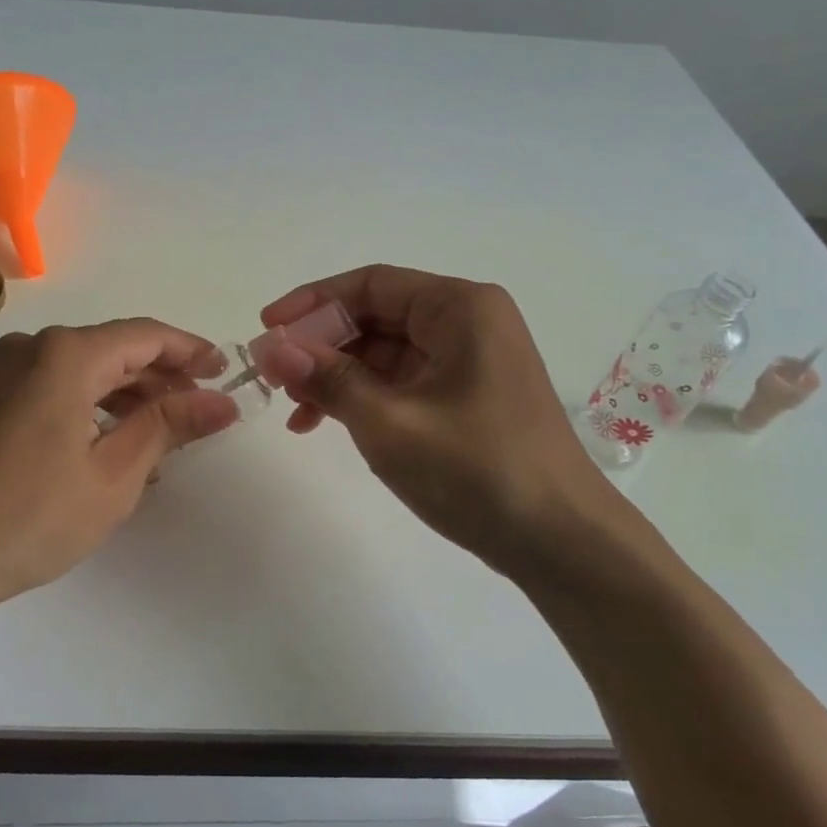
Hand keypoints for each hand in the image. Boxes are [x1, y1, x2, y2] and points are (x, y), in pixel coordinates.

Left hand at [0, 320, 239, 617]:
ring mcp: (0, 375)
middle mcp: (31, 349)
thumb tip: (221, 402)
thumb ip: (169, 428)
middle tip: (202, 410)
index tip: (226, 373)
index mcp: (65, 355)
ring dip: (127, 397)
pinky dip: (91, 409)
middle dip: (162, 378)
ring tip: (164, 438)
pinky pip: (53, 390)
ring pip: (82, 372)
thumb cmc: (28, 517)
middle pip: (113, 350)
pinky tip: (111, 447)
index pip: (145, 336)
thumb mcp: (113, 475)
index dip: (191, 351)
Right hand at [258, 266, 618, 575]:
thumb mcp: (389, 422)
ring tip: (296, 411)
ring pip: (384, 353)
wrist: (560, 542)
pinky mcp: (466, 397)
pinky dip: (364, 398)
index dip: (312, 303)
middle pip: (376, 316)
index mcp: (460, 308)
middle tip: (274, 377)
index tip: (266, 330)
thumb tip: (270, 348)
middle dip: (322, 345)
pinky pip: (402, 382)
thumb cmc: (477, 470)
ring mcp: (469, 361)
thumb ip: (327, 379)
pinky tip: (329, 424)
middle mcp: (467, 323)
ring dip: (337, 376)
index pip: (371, 285)